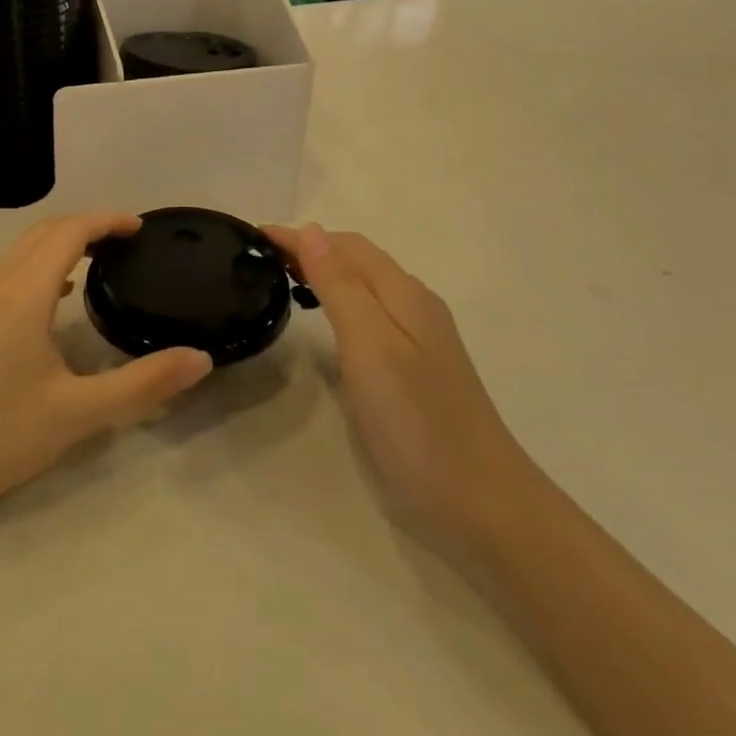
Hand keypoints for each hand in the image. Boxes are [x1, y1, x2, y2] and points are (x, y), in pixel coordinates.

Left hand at [0, 213, 213, 518]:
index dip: (107, 220)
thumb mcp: (79, 414)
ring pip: (23, 246)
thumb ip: (143, 384)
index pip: (69, 232)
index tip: (140, 229)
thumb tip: (200, 359)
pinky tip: (59, 294)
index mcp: (23, 293)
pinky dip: (41, 260)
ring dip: (62, 240)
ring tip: (101, 258)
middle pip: (45, 230)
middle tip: (127, 242)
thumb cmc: (0, 437)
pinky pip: (9, 266)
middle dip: (88, 225)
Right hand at [265, 224, 524, 540]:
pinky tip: (326, 324)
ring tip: (284, 280)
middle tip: (261, 258)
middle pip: (358, 260)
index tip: (253, 236)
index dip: (299, 236)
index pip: (345, 245)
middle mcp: (415, 306)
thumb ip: (340, 285)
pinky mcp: (417, 370)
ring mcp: (420, 339)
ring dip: (325, 273)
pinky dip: (339, 303)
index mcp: (404, 294)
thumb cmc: (416, 422)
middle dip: (310, 248)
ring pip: (365, 287)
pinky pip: (371, 315)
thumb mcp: (370, 345)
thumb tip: (312, 230)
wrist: (482, 505)